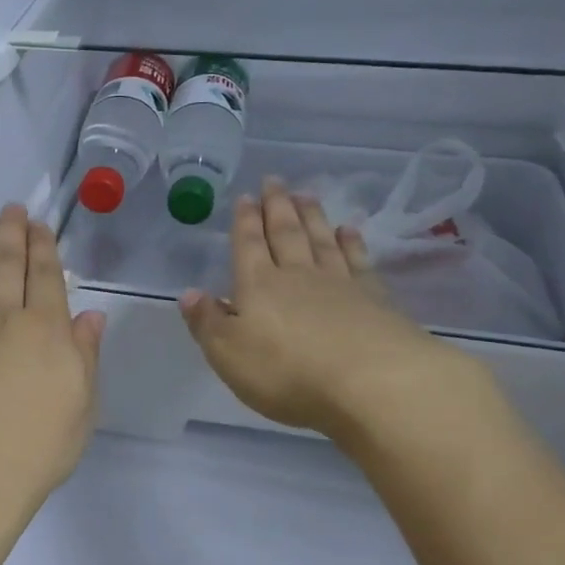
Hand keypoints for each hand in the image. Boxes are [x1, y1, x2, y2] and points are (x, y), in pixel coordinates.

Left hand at [0, 205, 105, 534]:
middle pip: (5, 264)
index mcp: (44, 330)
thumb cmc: (35, 447)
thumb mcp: (82, 407)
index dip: (43, 246)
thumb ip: (85, 356)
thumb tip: (91, 316)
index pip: (45, 276)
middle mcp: (1, 317)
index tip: (40, 225)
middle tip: (11, 209)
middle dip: (10, 232)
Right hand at [181, 179, 494, 447]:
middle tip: (274, 181)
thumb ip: (208, 323)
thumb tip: (189, 294)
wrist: (372, 383)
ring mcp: (340, 283)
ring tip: (306, 194)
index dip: (245, 221)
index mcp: (258, 286)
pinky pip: (358, 261)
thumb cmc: (288, 373)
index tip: (245, 196)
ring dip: (312, 216)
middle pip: (285, 233)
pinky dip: (352, 243)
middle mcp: (297, 275)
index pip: (248, 245)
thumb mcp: (229, 354)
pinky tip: (349, 230)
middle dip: (277, 206)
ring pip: (321, 240)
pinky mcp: (375, 299)